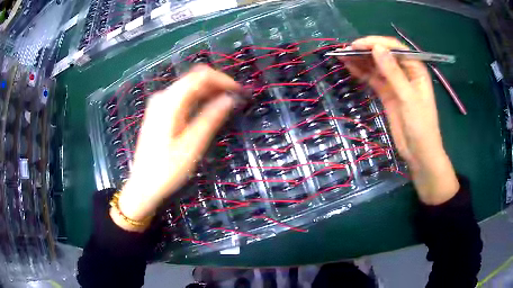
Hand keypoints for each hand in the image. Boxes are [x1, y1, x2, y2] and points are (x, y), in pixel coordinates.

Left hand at [112, 65, 240, 230]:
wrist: (143, 185)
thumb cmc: (166, 169)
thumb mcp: (191, 146)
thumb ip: (211, 118)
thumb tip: (230, 98)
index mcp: (169, 101)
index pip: (200, 75)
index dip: (223, 79)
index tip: (239, 91)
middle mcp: (163, 97)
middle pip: (194, 78)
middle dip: (217, 85)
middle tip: (236, 99)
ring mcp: (160, 104)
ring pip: (190, 87)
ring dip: (210, 92)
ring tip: (227, 104)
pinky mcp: (160, 113)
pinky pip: (183, 98)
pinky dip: (199, 100)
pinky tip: (209, 110)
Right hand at [340, 36, 458, 204]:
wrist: (419, 153)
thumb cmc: (421, 126)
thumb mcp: (408, 97)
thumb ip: (393, 72)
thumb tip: (376, 48)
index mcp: (415, 68)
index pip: (394, 48)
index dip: (376, 43)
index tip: (357, 45)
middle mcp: (405, 72)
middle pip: (384, 55)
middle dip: (366, 51)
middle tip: (345, 50)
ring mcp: (395, 83)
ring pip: (377, 66)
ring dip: (361, 61)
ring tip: (343, 57)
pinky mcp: (387, 94)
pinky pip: (374, 79)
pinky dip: (363, 73)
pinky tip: (350, 68)